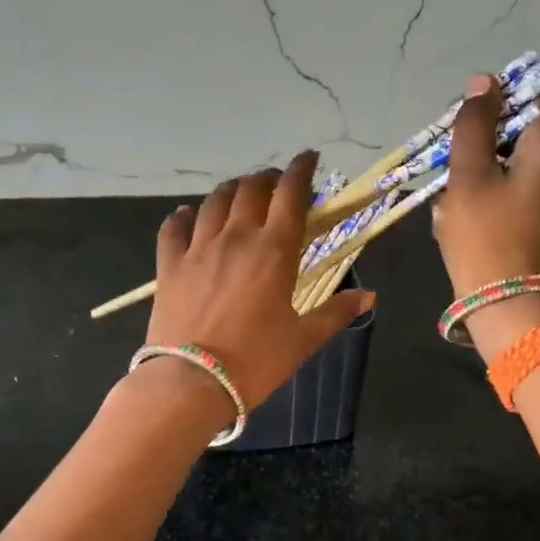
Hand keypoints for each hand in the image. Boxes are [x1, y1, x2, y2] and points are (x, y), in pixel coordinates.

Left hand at [144, 151, 376, 411]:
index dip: (301, 171)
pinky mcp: (169, 265)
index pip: (290, 195)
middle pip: (251, 190)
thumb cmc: (255, 361)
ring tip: (240, 192)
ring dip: (231, 190)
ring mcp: (198, 248)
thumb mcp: (303, 339)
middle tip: (277, 183)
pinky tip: (188, 214)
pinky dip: (183, 216)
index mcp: (274, 250)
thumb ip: (336, 313)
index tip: (308, 158)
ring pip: (214, 202)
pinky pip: (174, 228)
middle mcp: (236, 237)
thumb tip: (370, 296)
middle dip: (267, 178)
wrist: (191, 382)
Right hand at [431, 76, 539, 357]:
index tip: (462, 124)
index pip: (529, 97)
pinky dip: (495, 184)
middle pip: (523, 127)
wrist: (503, 299)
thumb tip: (484, 81)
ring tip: (456, 187)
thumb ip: (474, 122)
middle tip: (452, 159)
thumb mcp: (468, 172)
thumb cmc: (483, 232)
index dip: (493, 102)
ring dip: (484, 163)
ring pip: (518, 156)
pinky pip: (521, 182)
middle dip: (484, 137)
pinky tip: (470, 205)